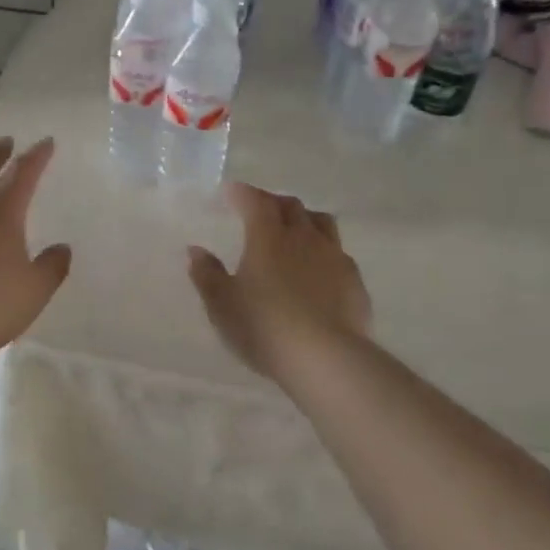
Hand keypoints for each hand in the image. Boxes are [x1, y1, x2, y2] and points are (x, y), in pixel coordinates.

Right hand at [188, 182, 370, 377]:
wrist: (326, 358)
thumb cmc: (264, 328)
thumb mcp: (222, 306)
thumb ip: (208, 275)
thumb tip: (196, 251)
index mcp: (267, 237)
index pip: (255, 201)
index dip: (242, 193)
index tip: (232, 192)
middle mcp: (303, 237)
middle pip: (290, 206)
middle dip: (272, 202)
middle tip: (259, 210)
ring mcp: (333, 256)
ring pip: (321, 222)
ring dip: (304, 219)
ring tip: (294, 231)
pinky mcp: (354, 280)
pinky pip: (338, 252)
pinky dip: (323, 250)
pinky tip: (318, 269)